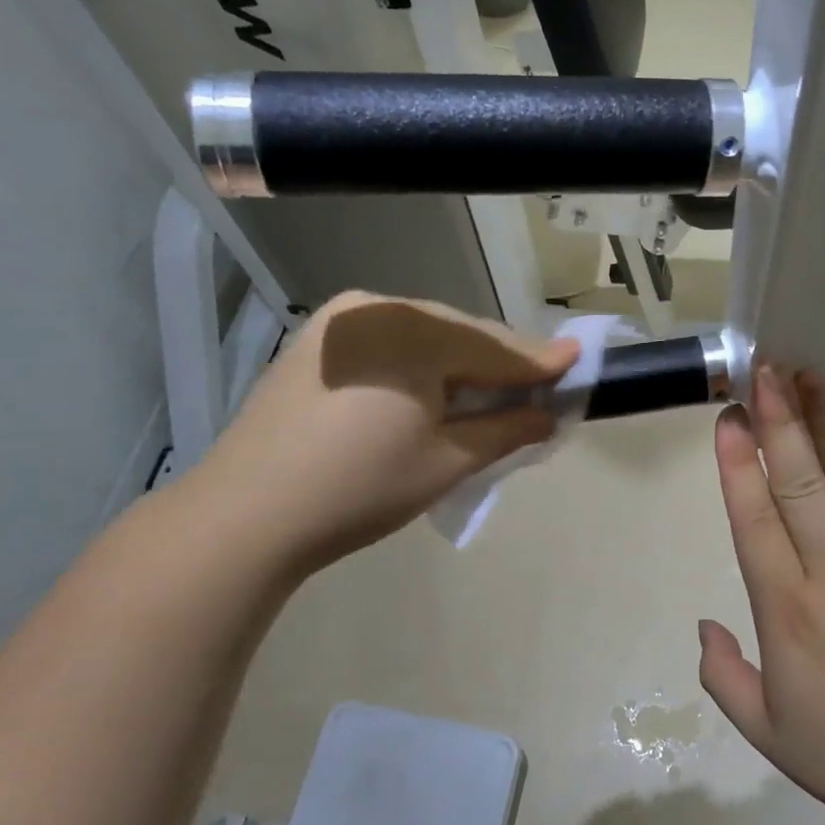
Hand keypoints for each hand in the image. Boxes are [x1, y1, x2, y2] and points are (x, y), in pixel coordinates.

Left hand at [195, 292, 578, 571]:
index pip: (493, 347)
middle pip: (460, 335)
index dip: (539, 361)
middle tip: (537, 385)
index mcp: (413, 332)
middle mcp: (377, 309)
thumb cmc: (359, 488)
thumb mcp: (446, 462)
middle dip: (499, 363)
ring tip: (490, 392)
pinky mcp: (318, 343)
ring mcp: (341, 323)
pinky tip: (433, 391)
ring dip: (461, 364)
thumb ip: (506, 429)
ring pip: (424, 337)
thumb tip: (547, 414)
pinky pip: (390, 345)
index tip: (579, 359)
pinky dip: (421, 365)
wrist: (245, 515)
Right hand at [699, 366, 824, 824]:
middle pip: (801, 484)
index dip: (740, 465)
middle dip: (779, 423)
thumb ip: (723, 675)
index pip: (755, 521)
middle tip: (765, 370)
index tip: (729, 418)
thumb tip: (705, 623)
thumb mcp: (767, 731)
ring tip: (810, 377)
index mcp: (789, 612)